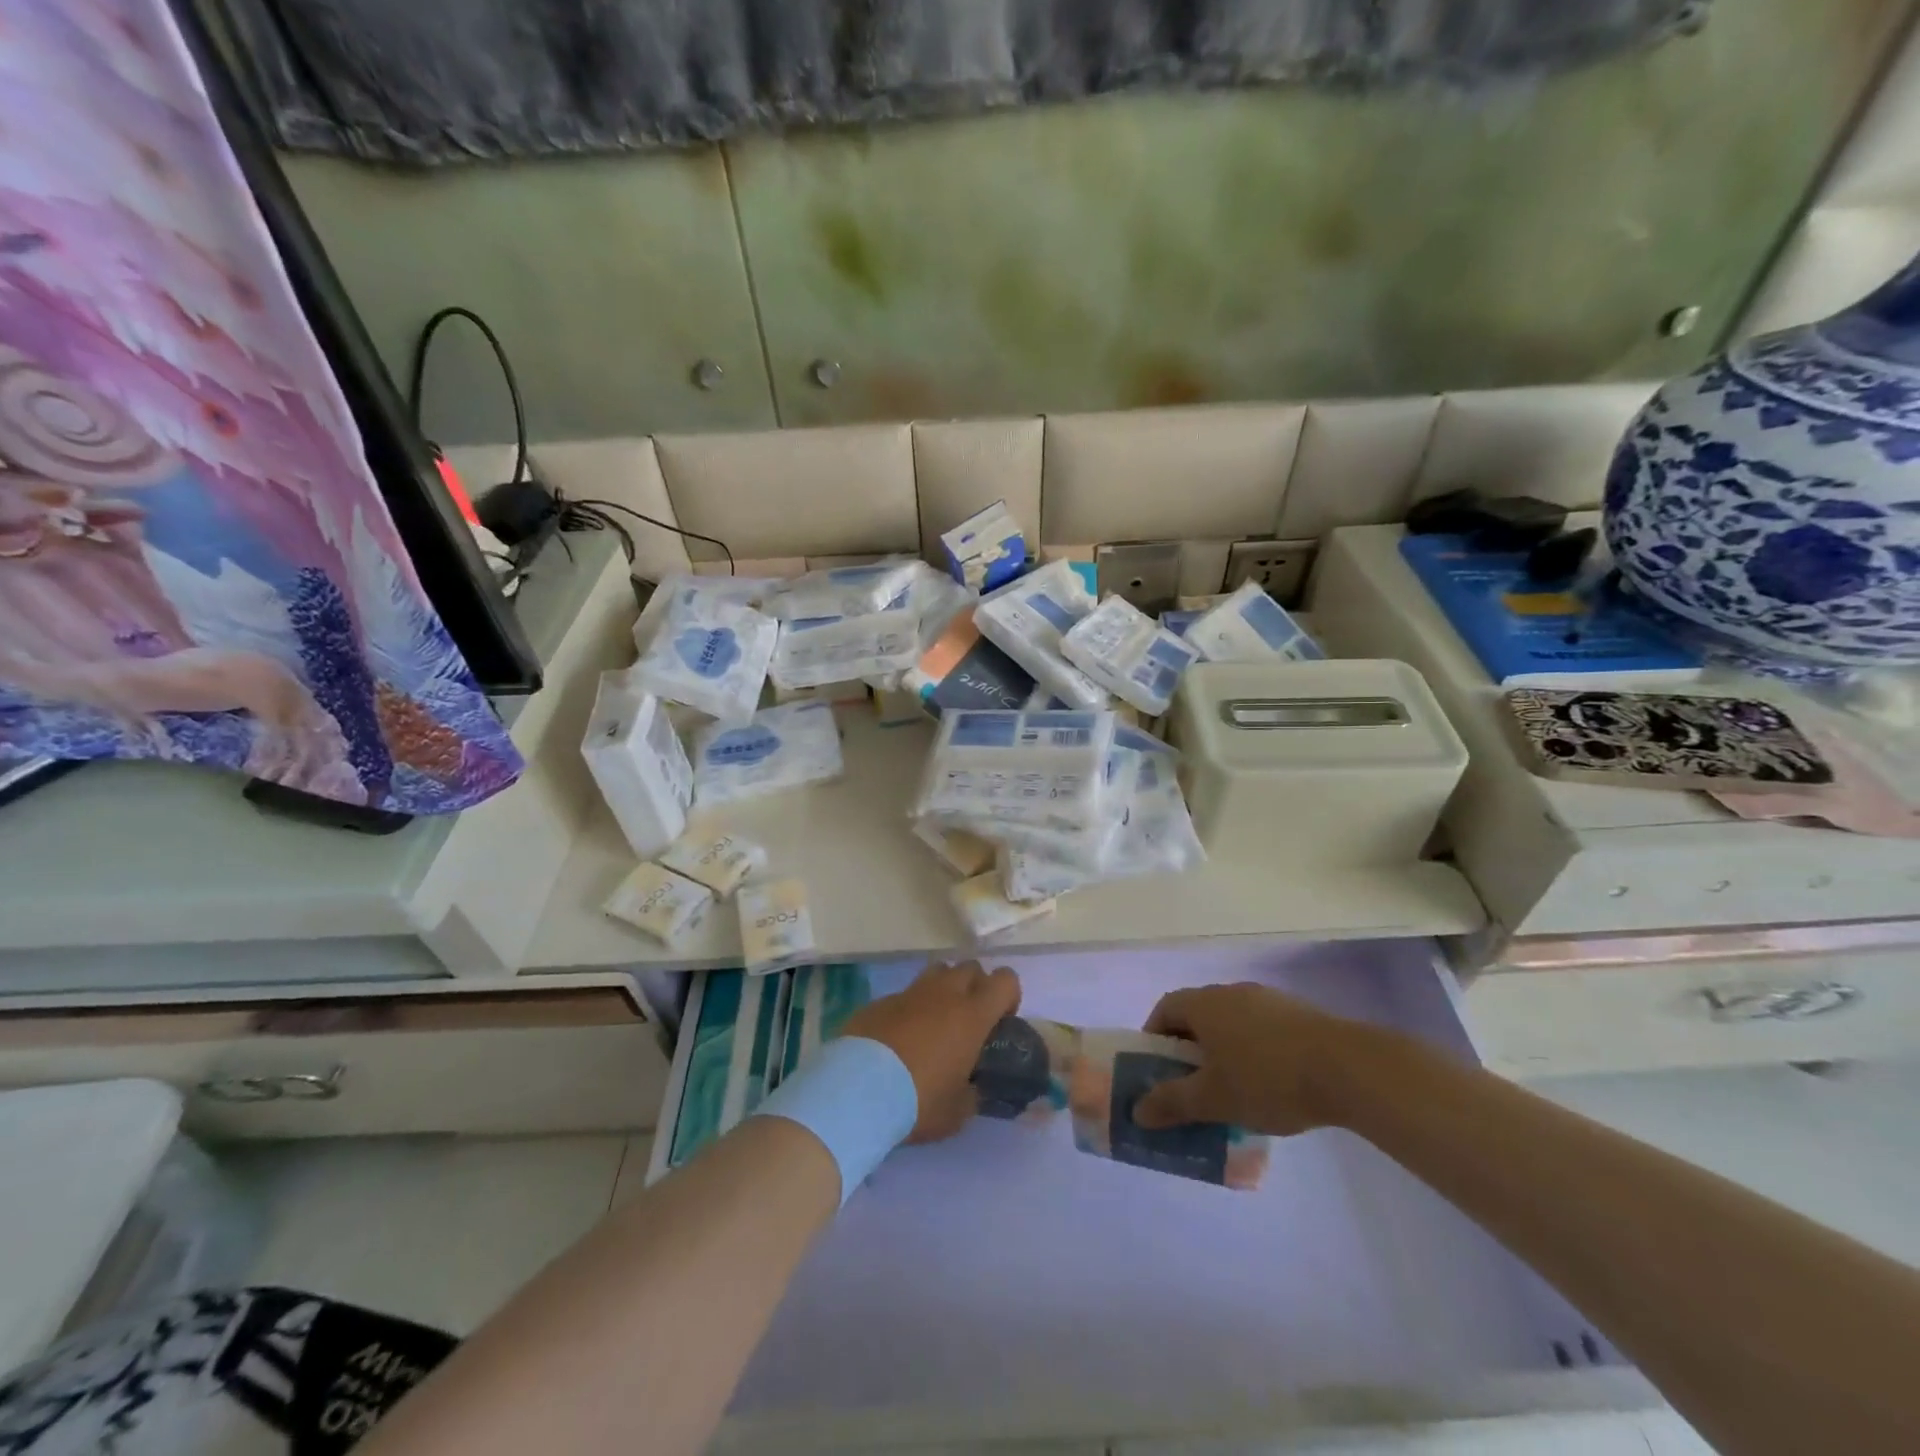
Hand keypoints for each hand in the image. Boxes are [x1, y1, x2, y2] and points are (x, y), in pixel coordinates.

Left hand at [840, 961, 1020, 1142]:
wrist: (857, 1091)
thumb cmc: (918, 1101)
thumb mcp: (957, 1112)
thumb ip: (973, 1094)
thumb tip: (975, 1090)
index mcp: (972, 1015)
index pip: (1006, 980)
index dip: (1008, 996)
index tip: (1000, 1021)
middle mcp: (944, 994)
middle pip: (970, 967)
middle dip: (975, 987)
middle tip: (968, 1021)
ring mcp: (910, 993)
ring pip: (937, 972)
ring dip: (944, 989)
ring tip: (936, 1023)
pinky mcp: (880, 1001)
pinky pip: (905, 994)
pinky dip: (910, 1008)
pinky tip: (900, 1038)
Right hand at [1133, 983, 1370, 1136]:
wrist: (1348, 1068)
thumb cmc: (1267, 1079)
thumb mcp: (1214, 1099)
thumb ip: (1172, 1103)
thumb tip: (1137, 1110)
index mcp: (1204, 1004)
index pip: (1164, 1009)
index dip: (1154, 1037)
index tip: (1158, 1070)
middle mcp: (1231, 992)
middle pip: (1197, 1015)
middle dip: (1189, 1049)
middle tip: (1192, 1086)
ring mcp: (1267, 1000)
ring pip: (1231, 1023)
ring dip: (1223, 1051)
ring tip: (1232, 1091)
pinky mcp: (1298, 1014)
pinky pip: (1261, 1030)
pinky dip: (1253, 1052)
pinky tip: (1271, 1086)